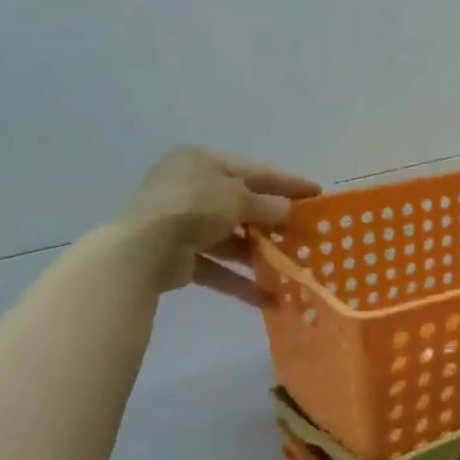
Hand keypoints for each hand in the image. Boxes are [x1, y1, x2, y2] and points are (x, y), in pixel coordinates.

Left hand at [113, 146, 319, 304]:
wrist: (141, 249)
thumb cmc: (195, 207)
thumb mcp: (239, 199)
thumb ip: (267, 205)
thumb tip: (287, 211)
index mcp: (202, 162)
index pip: (255, 170)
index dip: (288, 182)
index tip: (317, 194)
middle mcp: (191, 188)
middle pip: (242, 204)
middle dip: (273, 222)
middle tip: (306, 233)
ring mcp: (181, 223)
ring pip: (230, 238)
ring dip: (259, 254)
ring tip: (291, 266)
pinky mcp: (177, 256)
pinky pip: (216, 266)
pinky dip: (239, 280)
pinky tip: (268, 297)